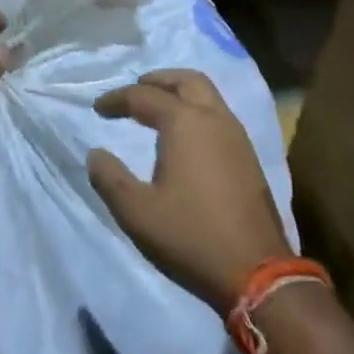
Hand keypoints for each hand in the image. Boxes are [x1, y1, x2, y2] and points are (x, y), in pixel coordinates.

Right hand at [88, 68, 291, 313]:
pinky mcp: (248, 157)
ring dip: (180, 93)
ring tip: (157, 109)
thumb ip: (110, 178)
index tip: (97, 109)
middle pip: (186, 80)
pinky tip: (185, 136)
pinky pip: (219, 115)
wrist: (257, 273)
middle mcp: (214, 119)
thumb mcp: (137, 212)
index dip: (117, 99)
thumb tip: (95, 154)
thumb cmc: (190, 236)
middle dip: (158, 80)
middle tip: (136, 89)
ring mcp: (237, 137)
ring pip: (208, 95)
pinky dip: (197, 111)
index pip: (144, 96)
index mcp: (185, 123)